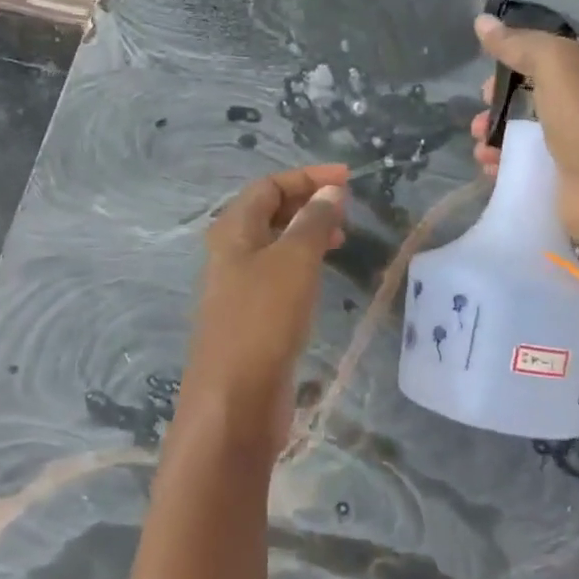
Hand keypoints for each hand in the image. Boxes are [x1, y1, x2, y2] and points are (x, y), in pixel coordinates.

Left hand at [182, 164, 348, 456]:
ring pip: (275, 245)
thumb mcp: (294, 261)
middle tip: (347, 210)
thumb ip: (313, 222)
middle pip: (269, 212)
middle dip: (308, 203)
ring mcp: (238, 287)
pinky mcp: (251, 317)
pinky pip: (279, 275)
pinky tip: (323, 276)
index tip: (348, 179)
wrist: (235, 401)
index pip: (269, 186)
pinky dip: (303, 264)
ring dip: (307, 233)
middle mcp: (230, 253)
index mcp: (232, 230)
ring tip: (342, 238)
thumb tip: (330, 192)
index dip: (307, 177)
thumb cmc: (263, 320)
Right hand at [469, 14, 578, 243]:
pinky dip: (502, 168)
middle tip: (478, 121)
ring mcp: (569, 149)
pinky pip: (522, 169)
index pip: (543, 63)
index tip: (486, 83)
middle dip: (496, 109)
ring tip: (480, 150)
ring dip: (494, 140)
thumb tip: (481, 21)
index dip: (512, 67)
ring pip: (522, 138)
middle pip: (528, 103)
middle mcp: (578, 111)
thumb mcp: (554, 65)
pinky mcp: (558, 182)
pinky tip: (489, 170)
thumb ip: (519, 43)